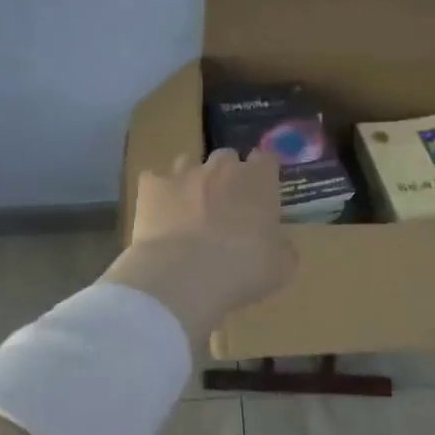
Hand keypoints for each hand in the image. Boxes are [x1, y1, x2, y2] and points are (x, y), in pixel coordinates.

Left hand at [102, 149, 297, 345]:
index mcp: (258, 181)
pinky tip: (158, 213)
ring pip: (188, 162)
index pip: (266, 159)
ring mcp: (183, 173)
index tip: (262, 194)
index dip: (263, 175)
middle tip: (225, 205)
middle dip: (226, 175)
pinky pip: (154, 179)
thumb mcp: (279, 269)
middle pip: (227, 157)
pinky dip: (157, 193)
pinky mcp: (151, 186)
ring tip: (188, 208)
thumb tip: (281, 244)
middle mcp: (222, 168)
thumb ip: (283, 249)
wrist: (182, 277)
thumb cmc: (240, 271)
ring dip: (191, 180)